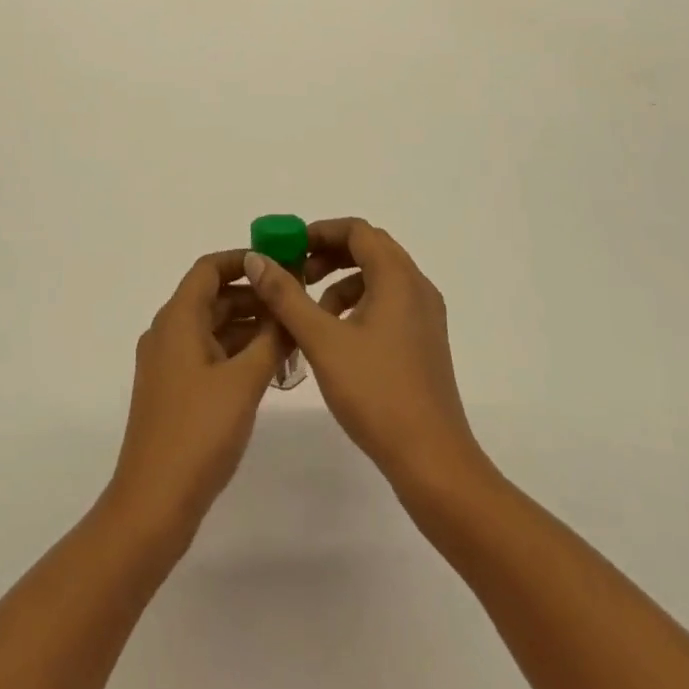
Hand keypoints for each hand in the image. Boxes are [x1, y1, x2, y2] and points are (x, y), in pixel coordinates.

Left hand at [106, 249, 286, 545]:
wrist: (153, 504)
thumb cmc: (198, 433)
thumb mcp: (244, 382)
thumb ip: (271, 339)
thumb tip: (289, 306)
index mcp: (177, 320)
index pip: (208, 269)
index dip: (243, 260)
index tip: (280, 264)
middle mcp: (168, 333)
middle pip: (212, 297)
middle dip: (254, 296)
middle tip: (296, 301)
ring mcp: (169, 364)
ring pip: (212, 327)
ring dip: (249, 326)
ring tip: (292, 334)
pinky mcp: (174, 390)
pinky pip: (208, 354)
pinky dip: (237, 351)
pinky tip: (270, 365)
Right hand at [244, 219, 482, 494]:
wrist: (431, 458)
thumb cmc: (376, 393)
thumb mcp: (322, 340)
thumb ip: (287, 296)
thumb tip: (257, 259)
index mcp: (398, 277)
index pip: (357, 230)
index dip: (319, 232)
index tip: (288, 250)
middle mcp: (417, 286)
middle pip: (369, 249)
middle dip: (329, 255)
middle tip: (296, 275)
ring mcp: (425, 315)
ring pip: (379, 277)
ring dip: (342, 282)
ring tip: (312, 313)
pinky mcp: (425, 340)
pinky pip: (389, 302)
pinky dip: (359, 304)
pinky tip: (338, 338)